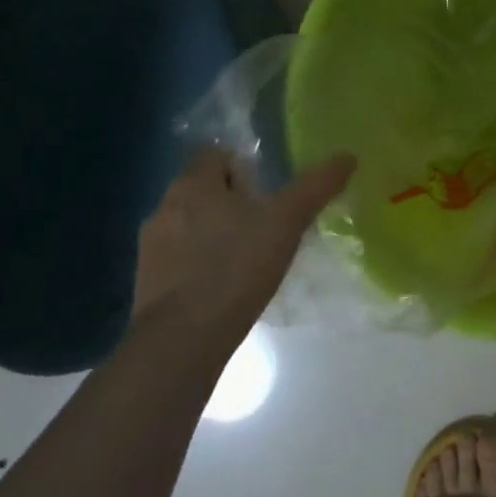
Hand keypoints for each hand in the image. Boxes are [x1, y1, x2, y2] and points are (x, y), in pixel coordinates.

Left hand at [132, 147, 355, 345]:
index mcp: (193, 183)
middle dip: (231, 200)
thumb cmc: (235, 267)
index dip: (241, 164)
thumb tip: (348, 156)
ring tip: (247, 256)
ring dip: (214, 233)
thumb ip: (316, 186)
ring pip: (189, 225)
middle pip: (202, 189)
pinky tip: (226, 286)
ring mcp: (151, 248)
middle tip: (265, 221)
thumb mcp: (286, 222)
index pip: (214, 154)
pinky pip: (179, 260)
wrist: (181, 342)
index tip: (267, 188)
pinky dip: (200, 265)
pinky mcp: (147, 284)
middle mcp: (165, 207)